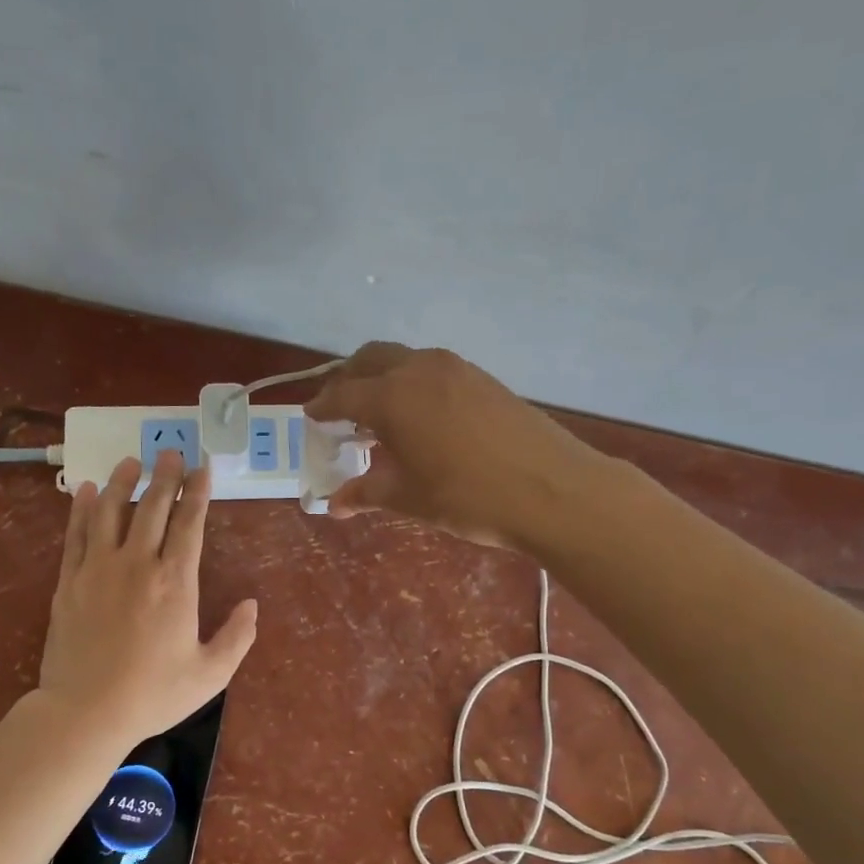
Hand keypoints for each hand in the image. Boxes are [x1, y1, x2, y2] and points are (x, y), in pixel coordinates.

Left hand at [37, 449, 258, 744]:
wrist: (85, 712)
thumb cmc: (153, 694)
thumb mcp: (210, 674)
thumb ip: (237, 637)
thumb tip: (251, 604)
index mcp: (176, 582)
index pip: (190, 523)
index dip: (198, 492)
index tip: (203, 468)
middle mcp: (137, 564)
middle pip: (152, 507)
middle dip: (165, 476)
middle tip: (170, 452)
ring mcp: (98, 569)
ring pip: (111, 511)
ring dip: (123, 482)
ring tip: (131, 460)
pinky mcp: (68, 581)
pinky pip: (76, 534)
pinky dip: (82, 509)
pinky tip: (87, 490)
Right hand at [304, 342, 598, 549]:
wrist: (552, 489)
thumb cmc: (469, 497)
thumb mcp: (410, 498)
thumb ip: (367, 493)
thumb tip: (334, 503)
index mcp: (392, 397)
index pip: (343, 394)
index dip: (323, 407)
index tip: (311, 417)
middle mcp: (419, 369)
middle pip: (370, 359)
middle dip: (349, 380)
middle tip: (341, 410)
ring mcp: (455, 368)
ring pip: (403, 359)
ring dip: (383, 378)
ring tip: (380, 414)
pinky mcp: (482, 377)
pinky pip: (432, 369)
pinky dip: (412, 383)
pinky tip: (421, 416)